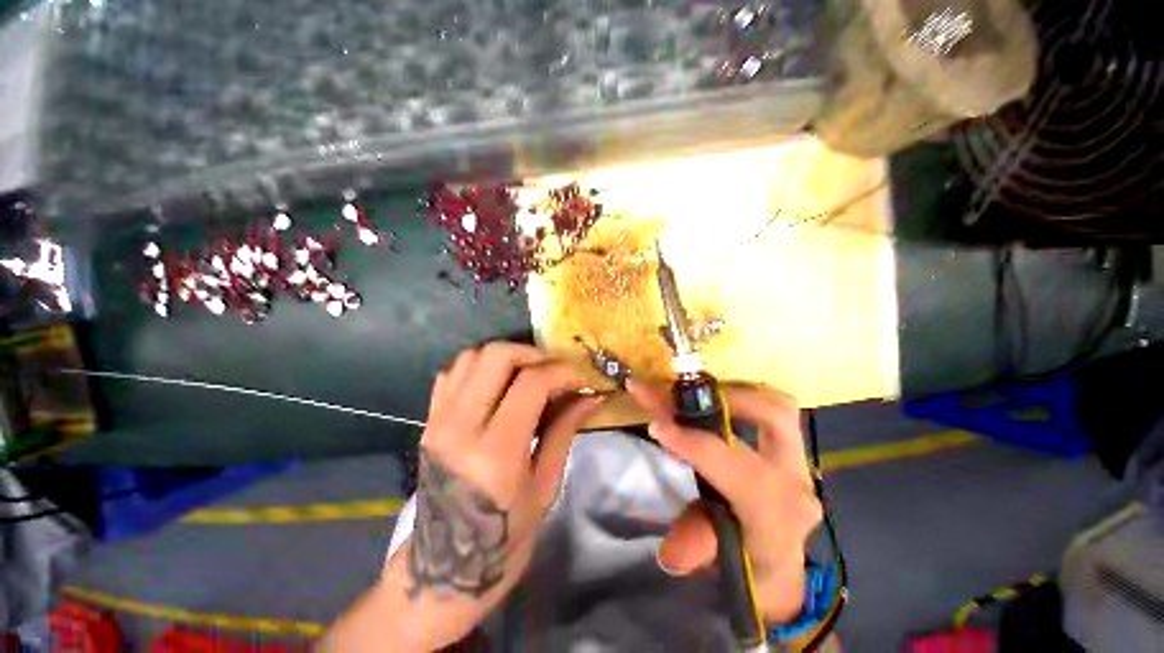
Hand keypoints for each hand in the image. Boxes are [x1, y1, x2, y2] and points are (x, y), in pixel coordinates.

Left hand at [328, 343, 603, 651]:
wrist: (444, 567)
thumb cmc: (505, 537)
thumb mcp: (545, 485)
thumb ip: (565, 430)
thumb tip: (592, 397)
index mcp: (495, 452)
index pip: (531, 383)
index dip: (563, 372)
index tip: (582, 378)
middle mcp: (460, 427)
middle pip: (496, 356)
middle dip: (533, 354)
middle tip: (555, 370)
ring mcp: (438, 420)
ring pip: (473, 356)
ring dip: (508, 356)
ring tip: (530, 373)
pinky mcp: (429, 419)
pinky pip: (453, 371)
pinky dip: (481, 366)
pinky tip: (499, 382)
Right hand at [628, 381, 822, 623]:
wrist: (778, 569)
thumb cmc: (745, 568)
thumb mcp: (715, 563)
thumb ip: (697, 550)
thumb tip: (668, 552)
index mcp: (777, 516)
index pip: (737, 469)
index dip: (693, 443)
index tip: (657, 423)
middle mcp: (795, 481)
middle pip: (773, 417)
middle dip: (723, 399)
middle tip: (680, 397)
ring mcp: (800, 461)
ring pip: (777, 405)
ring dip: (734, 393)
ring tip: (695, 396)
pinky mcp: (794, 449)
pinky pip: (774, 408)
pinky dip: (743, 398)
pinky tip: (714, 403)